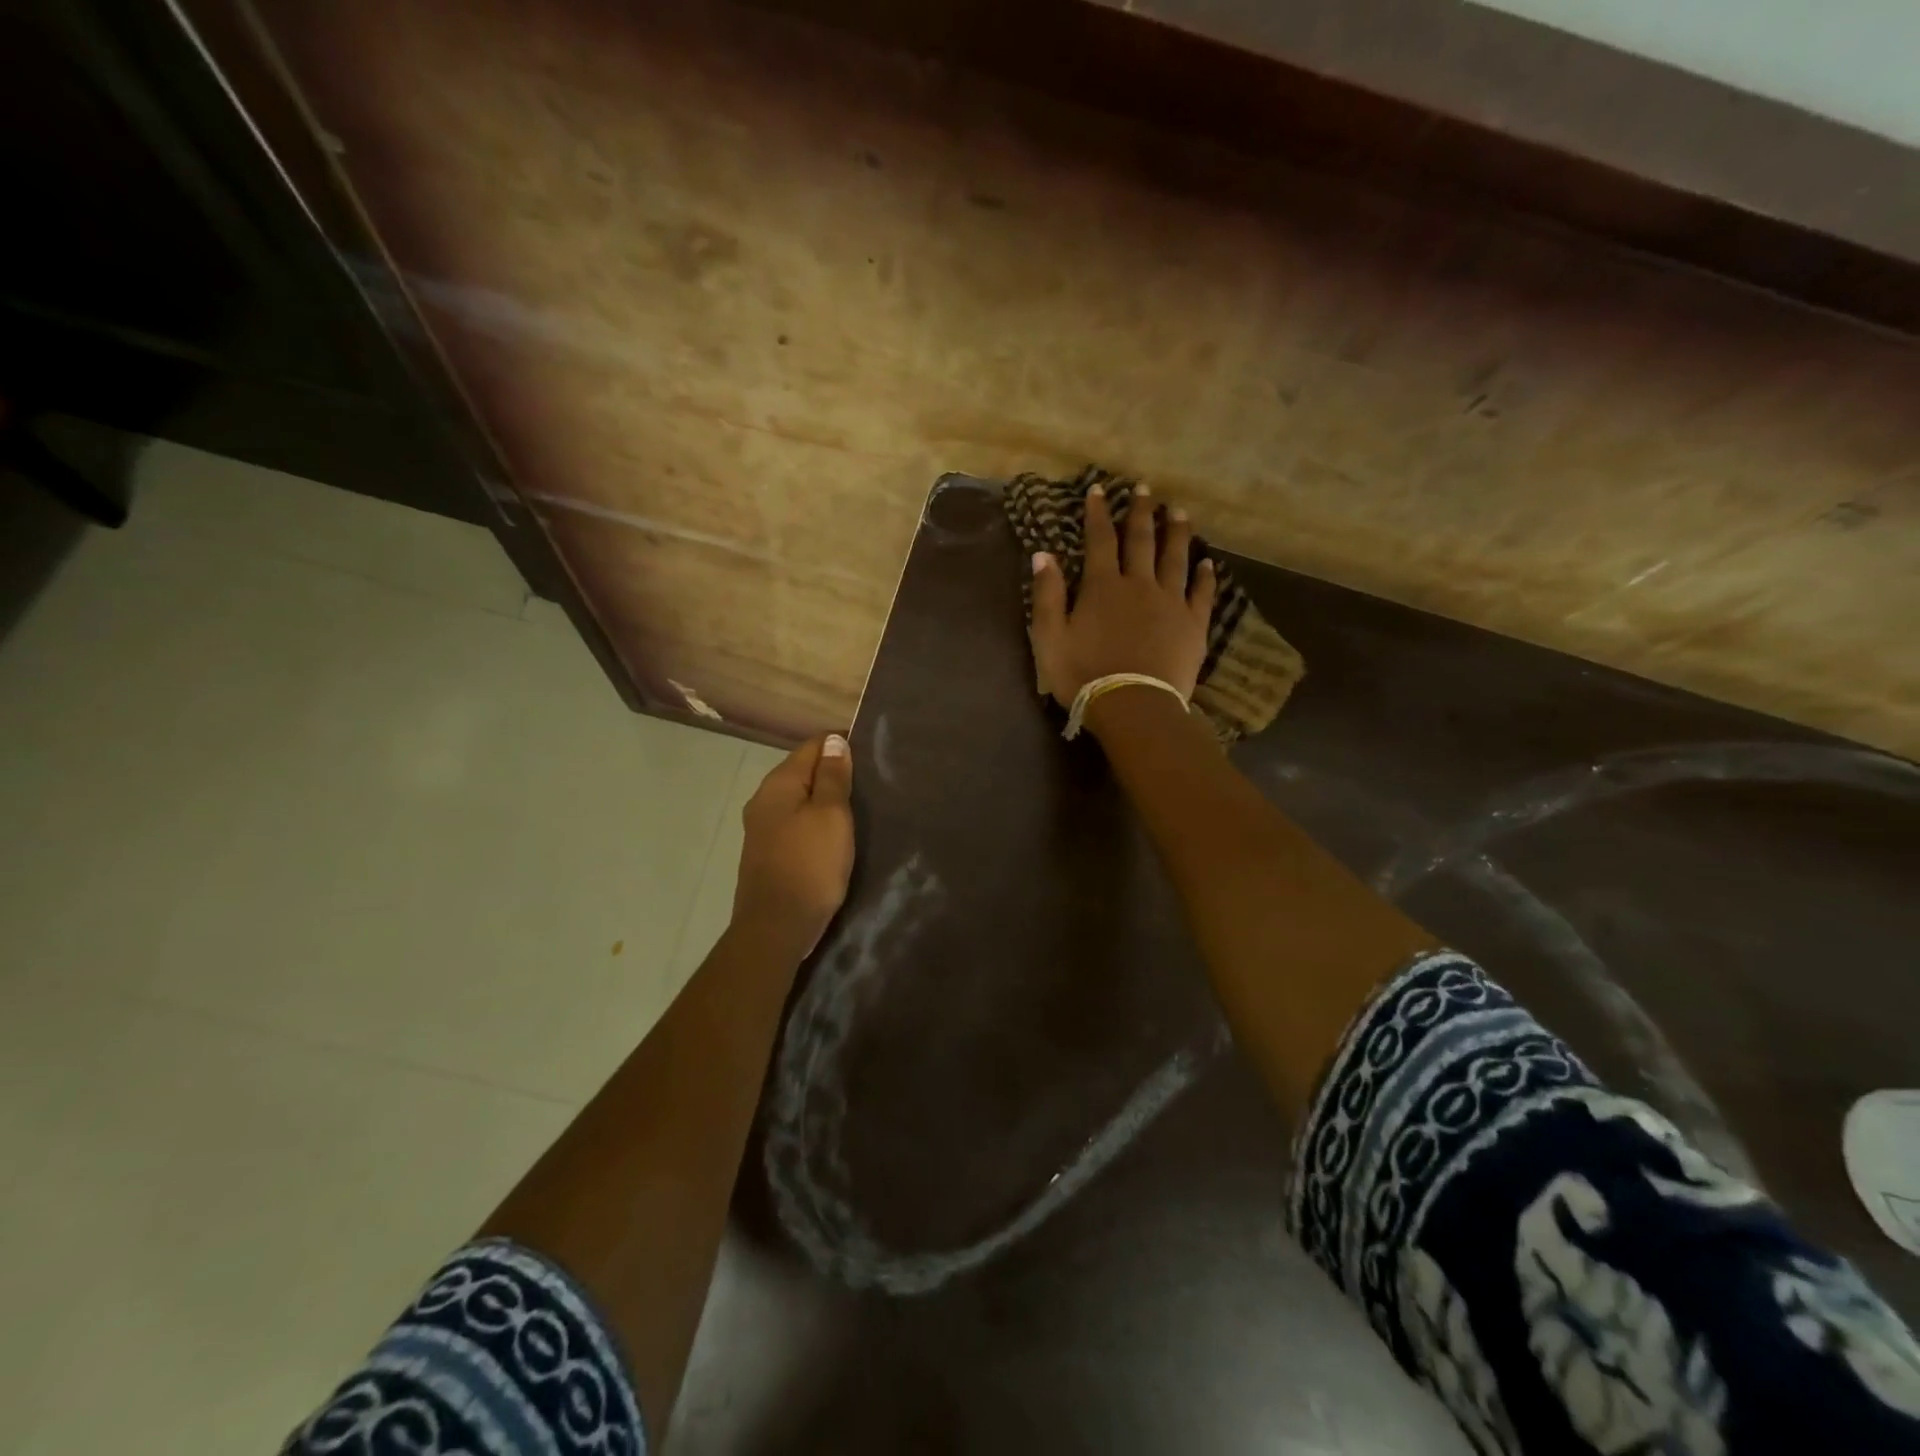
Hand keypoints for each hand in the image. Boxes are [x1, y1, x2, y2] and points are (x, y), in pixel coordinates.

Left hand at [732, 733, 855, 959]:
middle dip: (833, 772)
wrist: (776, 926)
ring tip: (855, 809)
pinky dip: (813, 822)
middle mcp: (763, 799)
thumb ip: (833, 777)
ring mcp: (761, 828)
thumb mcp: (832, 815)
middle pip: (802, 771)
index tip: (870, 757)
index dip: (841, 745)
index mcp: (779, 784)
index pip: (812, 746)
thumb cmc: (811, 864)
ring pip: (798, 799)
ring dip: (823, 799)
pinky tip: (831, 836)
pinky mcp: (765, 853)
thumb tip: (834, 741)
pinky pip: (794, 823)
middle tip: (868, 784)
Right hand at [1029, 483, 1216, 707]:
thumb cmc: (1083, 674)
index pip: (1099, 541)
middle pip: (1141, 541)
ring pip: (1175, 559)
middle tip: (1146, 488)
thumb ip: (1048, 595)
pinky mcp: (1193, 625)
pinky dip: (1204, 575)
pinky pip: (1201, 593)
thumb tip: (1044, 554)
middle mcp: (1139, 585)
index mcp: (1103, 587)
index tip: (1099, 490)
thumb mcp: (1050, 637)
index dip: (1098, 513)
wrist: (1132, 705)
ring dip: (1177, 533)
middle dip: (1141, 512)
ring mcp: (1171, 603)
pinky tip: (1207, 562)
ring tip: (1179, 512)